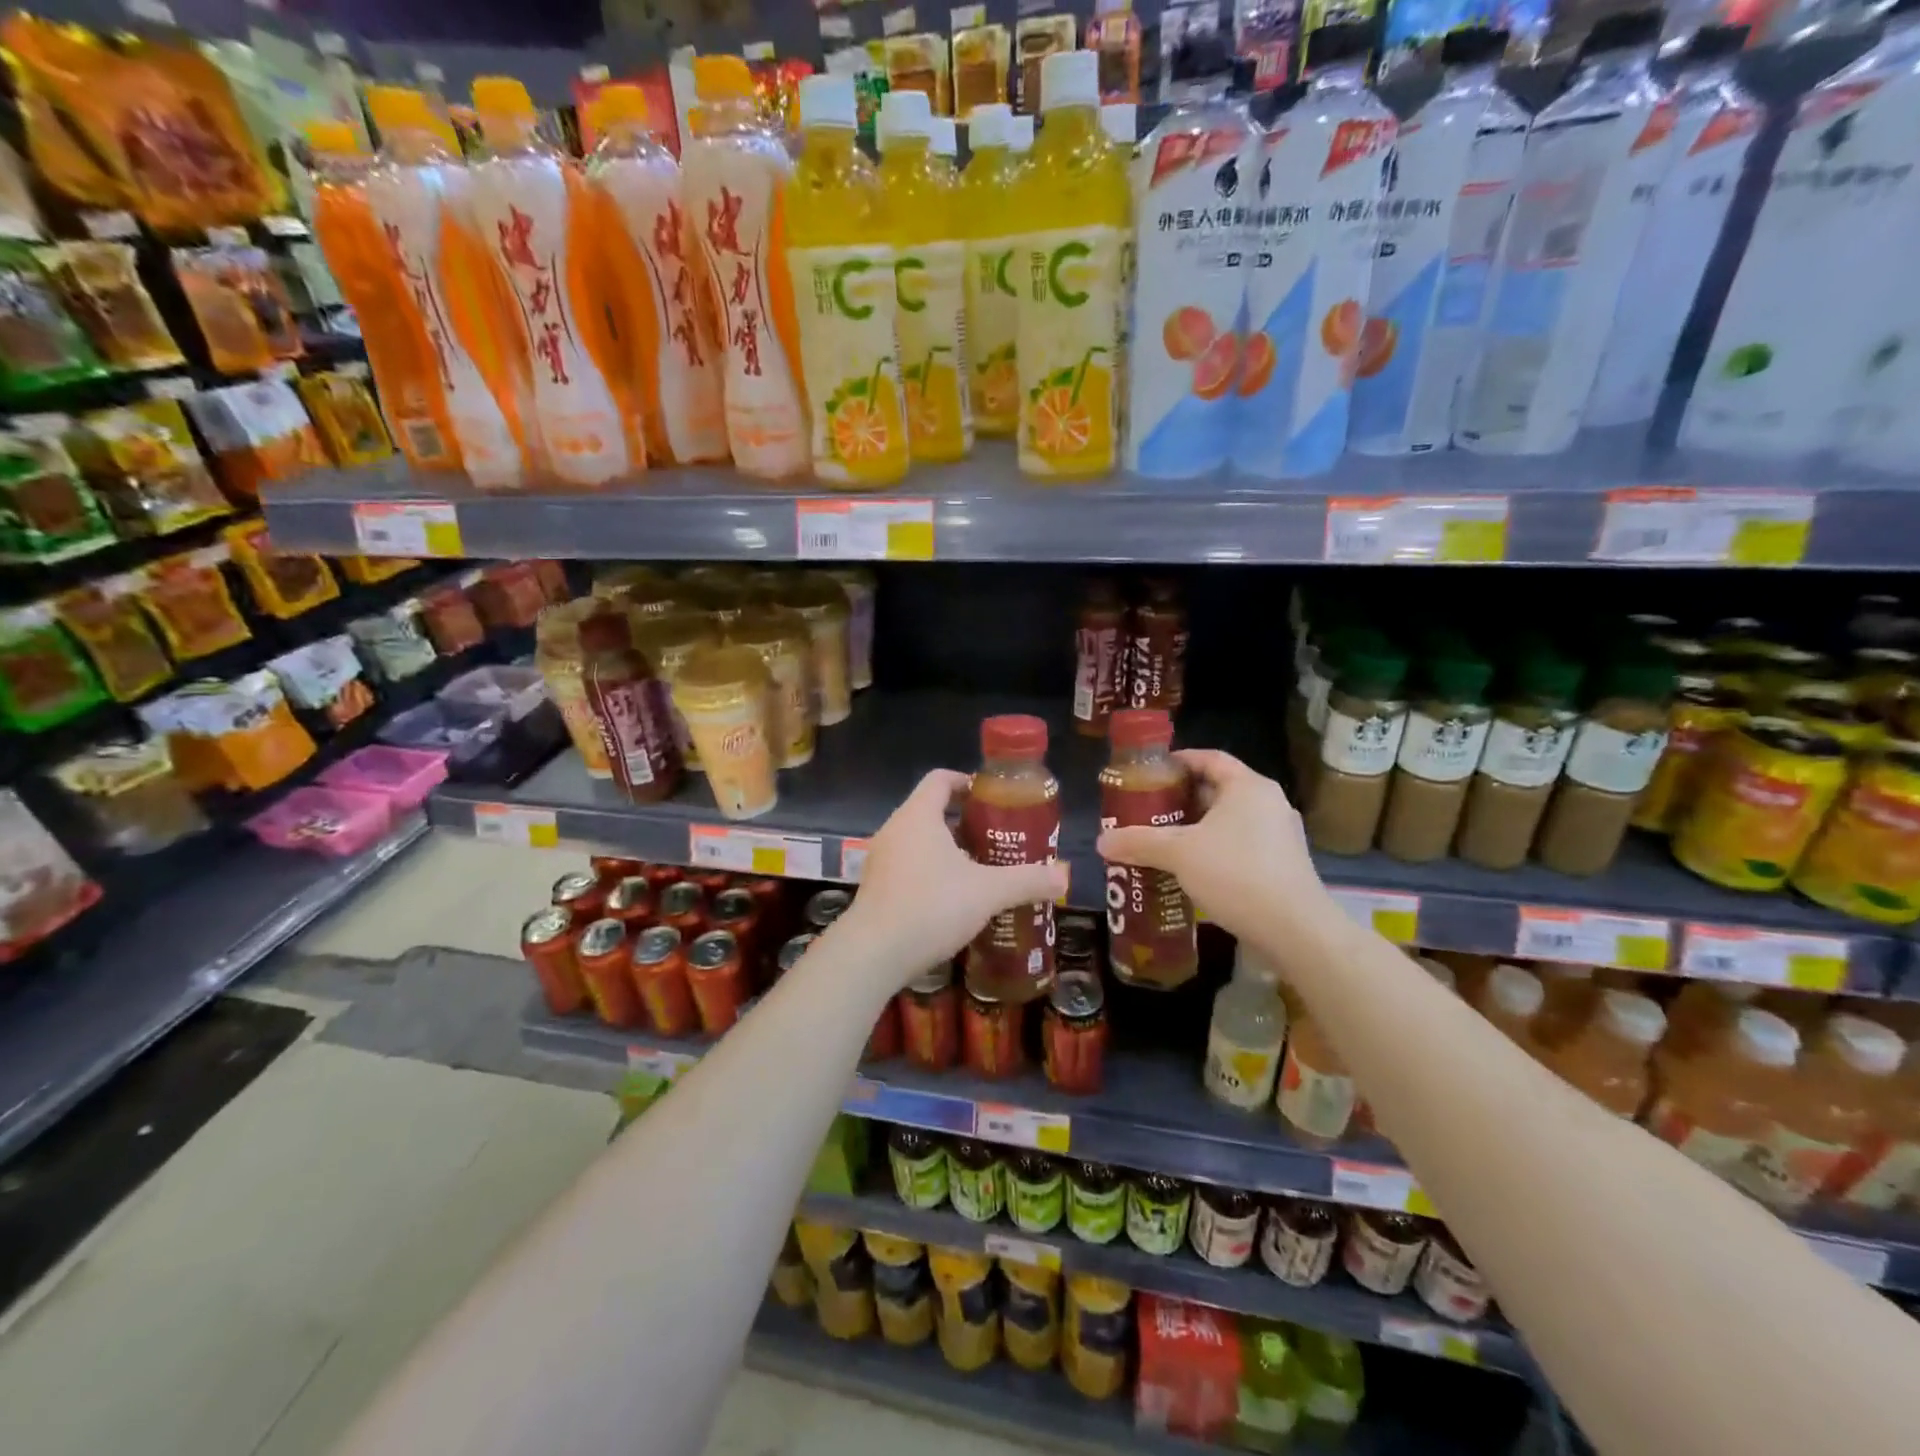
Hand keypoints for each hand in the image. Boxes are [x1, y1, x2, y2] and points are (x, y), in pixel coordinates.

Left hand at [834, 769, 1067, 986]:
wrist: (874, 953)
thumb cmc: (931, 906)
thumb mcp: (988, 892)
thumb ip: (1027, 880)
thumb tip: (1064, 876)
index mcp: (919, 815)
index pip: (941, 779)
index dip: (967, 782)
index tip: (993, 798)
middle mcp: (895, 829)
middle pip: (931, 810)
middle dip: (965, 821)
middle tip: (997, 838)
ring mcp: (881, 859)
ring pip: (919, 841)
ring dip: (948, 849)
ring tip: (981, 869)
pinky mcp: (876, 887)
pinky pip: (908, 865)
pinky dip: (931, 871)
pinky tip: (953, 899)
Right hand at [1096, 750, 1328, 942]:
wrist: (1295, 930)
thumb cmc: (1236, 874)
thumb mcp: (1179, 853)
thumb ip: (1139, 842)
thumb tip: (1101, 841)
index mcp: (1248, 787)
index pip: (1209, 758)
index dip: (1178, 761)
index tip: (1150, 772)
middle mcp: (1269, 803)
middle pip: (1217, 789)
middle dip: (1181, 800)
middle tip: (1147, 810)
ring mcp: (1280, 835)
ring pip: (1229, 821)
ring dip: (1196, 828)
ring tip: (1162, 840)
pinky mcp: (1282, 864)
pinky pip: (1241, 845)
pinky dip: (1214, 849)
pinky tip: (1190, 870)